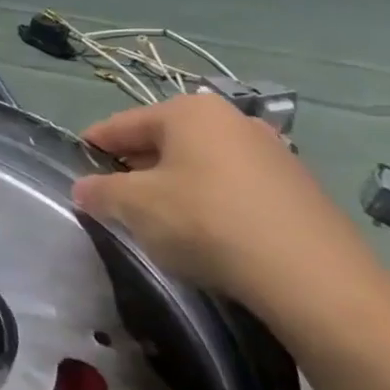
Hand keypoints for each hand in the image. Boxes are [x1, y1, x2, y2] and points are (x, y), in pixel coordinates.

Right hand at [71, 92, 362, 303]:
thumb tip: (84, 188)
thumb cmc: (207, 222)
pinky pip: (233, 187)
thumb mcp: (135, 207)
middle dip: (134, 168)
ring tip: (158, 221)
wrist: (314, 278)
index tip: (75, 170)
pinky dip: (210, 203)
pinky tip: (206, 235)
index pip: (121, 124)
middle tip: (114, 200)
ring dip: (173, 186)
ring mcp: (271, 153)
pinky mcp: (298, 190)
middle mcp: (231, 120)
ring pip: (200, 164)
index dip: (93, 147)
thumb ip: (100, 192)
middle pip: (163, 141)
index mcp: (189, 111)